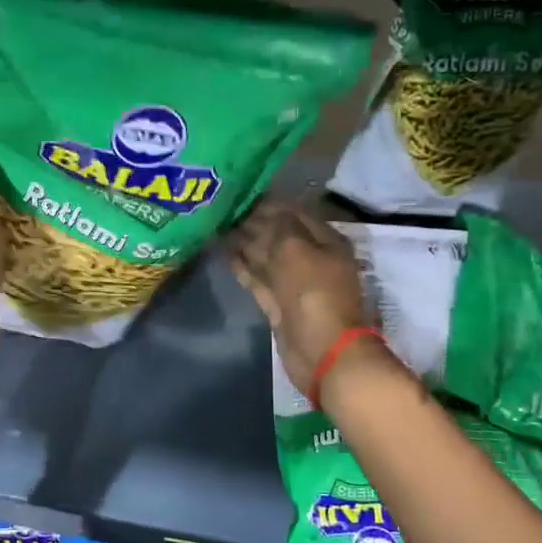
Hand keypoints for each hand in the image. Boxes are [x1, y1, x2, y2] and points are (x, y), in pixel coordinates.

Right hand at [226, 200, 369, 396]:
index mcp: (325, 240)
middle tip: (222, 208)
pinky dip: (242, 265)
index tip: (239, 193)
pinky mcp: (279, 304)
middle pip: (278, 234)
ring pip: (265, 256)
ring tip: (216, 225)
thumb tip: (261, 210)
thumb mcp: (296, 248)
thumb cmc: (313, 292)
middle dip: (253, 222)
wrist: (321, 350)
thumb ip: (278, 226)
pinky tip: (223, 251)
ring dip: (243, 242)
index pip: (293, 212)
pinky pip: (258, 277)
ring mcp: (294, 283)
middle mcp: (311, 258)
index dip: (268, 202)